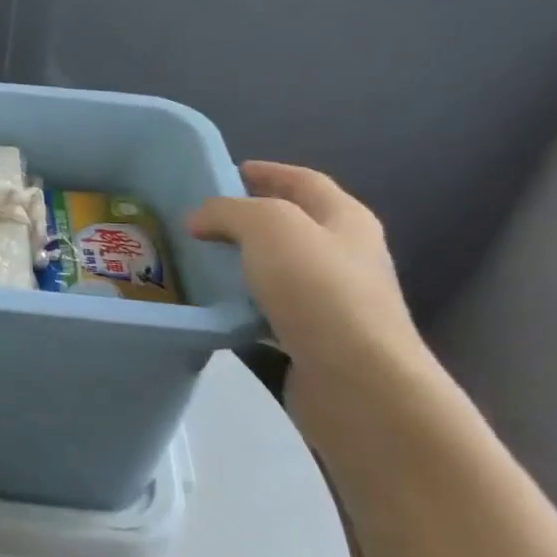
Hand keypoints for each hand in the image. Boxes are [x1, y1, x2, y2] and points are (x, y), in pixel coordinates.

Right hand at [188, 162, 441, 432]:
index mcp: (345, 220)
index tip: (223, 172)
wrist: (359, 385)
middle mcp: (345, 255)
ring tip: (197, 260)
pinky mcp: (315, 339)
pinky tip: (213, 306)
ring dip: (241, 261)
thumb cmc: (319, 292)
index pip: (303, 180)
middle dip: (247, 217)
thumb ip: (229, 211)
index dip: (266, 172)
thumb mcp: (269, 227)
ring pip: (278, 268)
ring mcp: (333, 301)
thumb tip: (200, 220)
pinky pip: (271, 310)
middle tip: (199, 219)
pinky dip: (242, 303)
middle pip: (292, 224)